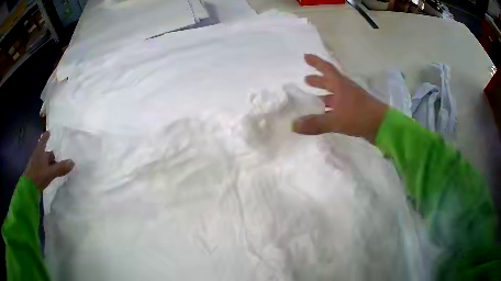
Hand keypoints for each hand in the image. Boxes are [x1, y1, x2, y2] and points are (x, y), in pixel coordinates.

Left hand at [23, 132, 74, 189]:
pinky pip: (44, 168)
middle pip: (45, 152)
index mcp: (40, 151)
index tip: (49, 132)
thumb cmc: (38, 176)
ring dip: (50, 162)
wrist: (28, 188)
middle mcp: (37, 155)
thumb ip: (61, 168)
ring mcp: (36, 165)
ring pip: (44, 161)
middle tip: (59, 154)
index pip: (43, 140)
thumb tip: (73, 162)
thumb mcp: (50, 172)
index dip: (46, 136)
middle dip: (52, 153)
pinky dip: (48, 169)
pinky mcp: (36, 173)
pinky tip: (52, 173)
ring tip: (58, 165)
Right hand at [293, 54, 387, 142]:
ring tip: (312, 98)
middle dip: (318, 80)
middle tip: (306, 80)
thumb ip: (316, 123)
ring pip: (334, 95)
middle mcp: (345, 90)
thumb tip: (293, 125)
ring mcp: (351, 101)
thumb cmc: (361, 116)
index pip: (326, 69)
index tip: (305, 56)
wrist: (383, 126)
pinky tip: (324, 114)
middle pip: (329, 81)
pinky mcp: (354, 111)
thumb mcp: (337, 120)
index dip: (316, 62)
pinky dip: (329, 108)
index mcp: (341, 85)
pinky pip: (338, 106)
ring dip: (323, 95)